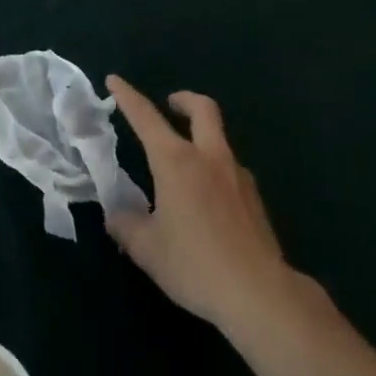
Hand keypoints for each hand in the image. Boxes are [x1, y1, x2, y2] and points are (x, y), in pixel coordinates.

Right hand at [105, 76, 299, 330]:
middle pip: (202, 109)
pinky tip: (209, 202)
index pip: (146, 117)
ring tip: (186, 167)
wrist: (260, 294)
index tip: (114, 80)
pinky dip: (216, 171)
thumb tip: (115, 216)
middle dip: (184, 99)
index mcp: (175, 160)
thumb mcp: (148, 250)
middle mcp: (208, 157)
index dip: (127, 95)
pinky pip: (231, 171)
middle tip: (170, 104)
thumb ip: (126, 227)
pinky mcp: (255, 199)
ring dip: (202, 137)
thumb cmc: (196, 265)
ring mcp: (237, 176)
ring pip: (219, 139)